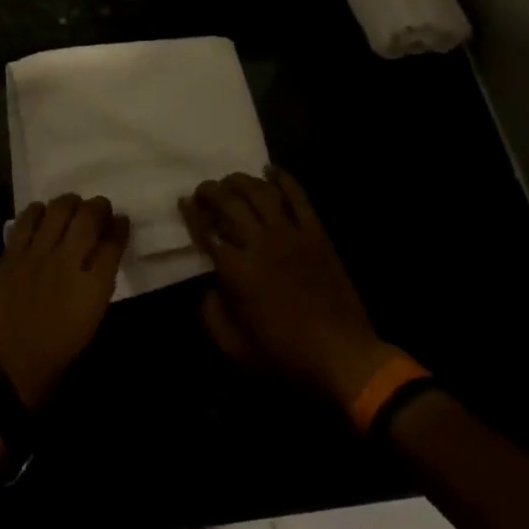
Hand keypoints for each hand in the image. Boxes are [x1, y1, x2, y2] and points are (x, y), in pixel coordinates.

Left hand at [0, 194, 129, 410]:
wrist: (11, 368)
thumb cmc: (58, 352)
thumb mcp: (92, 320)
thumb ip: (100, 282)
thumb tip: (103, 253)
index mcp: (93, 287)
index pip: (113, 242)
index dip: (120, 226)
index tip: (121, 221)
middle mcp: (68, 262)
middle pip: (88, 216)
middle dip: (99, 206)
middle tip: (100, 208)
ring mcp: (37, 255)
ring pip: (59, 209)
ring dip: (70, 203)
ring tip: (72, 207)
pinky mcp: (13, 254)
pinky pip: (27, 219)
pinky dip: (38, 211)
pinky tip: (42, 215)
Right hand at [181, 169, 399, 418]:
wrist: (345, 359)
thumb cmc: (287, 358)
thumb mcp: (236, 349)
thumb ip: (212, 316)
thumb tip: (206, 289)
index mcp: (238, 271)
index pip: (206, 231)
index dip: (191, 213)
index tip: (183, 201)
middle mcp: (261, 243)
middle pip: (230, 203)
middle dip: (211, 191)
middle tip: (203, 190)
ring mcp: (291, 235)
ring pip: (261, 192)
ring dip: (241, 181)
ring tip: (230, 180)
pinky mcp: (316, 234)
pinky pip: (298, 197)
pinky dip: (283, 178)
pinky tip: (271, 169)